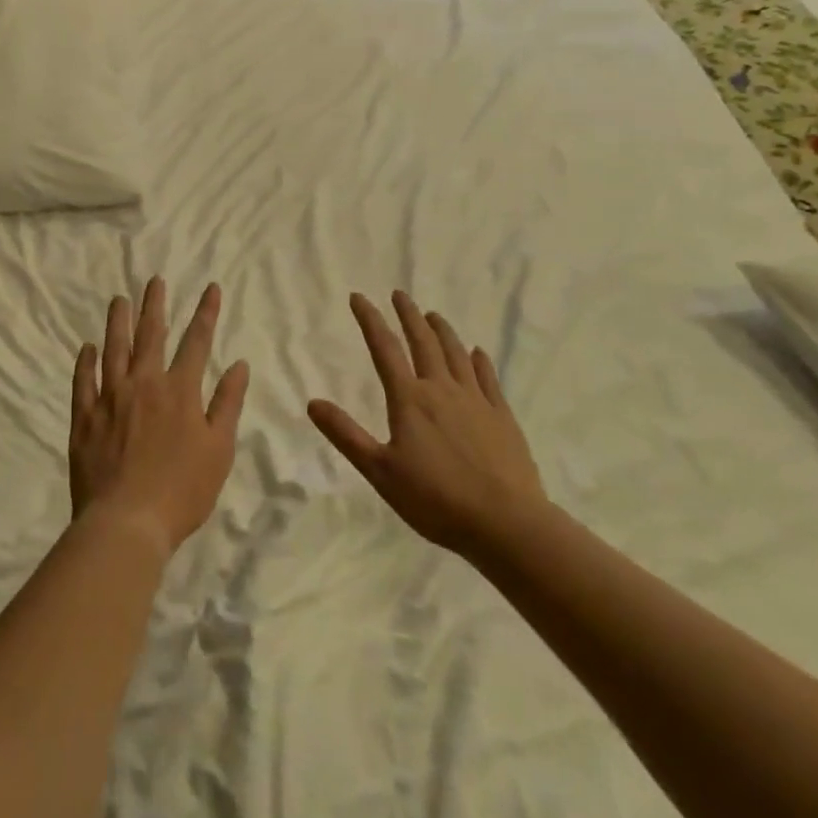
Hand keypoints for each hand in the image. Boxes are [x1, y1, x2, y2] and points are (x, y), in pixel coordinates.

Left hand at [70, 278, 249, 555]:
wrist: (126, 523)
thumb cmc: (182, 490)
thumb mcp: (219, 449)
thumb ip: (227, 403)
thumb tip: (239, 364)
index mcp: (180, 390)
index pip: (197, 341)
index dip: (206, 312)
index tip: (210, 287)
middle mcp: (144, 383)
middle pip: (151, 335)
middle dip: (156, 305)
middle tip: (154, 280)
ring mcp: (110, 397)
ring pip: (114, 349)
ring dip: (118, 322)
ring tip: (119, 300)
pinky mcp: (84, 417)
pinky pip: (83, 381)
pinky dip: (86, 362)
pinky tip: (87, 347)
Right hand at [309, 292, 546, 556]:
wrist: (505, 522)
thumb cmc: (435, 500)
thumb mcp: (380, 472)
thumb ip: (346, 435)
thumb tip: (312, 402)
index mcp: (410, 400)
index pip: (384, 349)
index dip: (370, 320)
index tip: (359, 297)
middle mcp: (442, 389)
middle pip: (423, 342)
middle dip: (408, 315)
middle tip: (400, 295)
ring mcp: (476, 400)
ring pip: (456, 354)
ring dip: (442, 331)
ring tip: (433, 315)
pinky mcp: (501, 416)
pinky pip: (488, 378)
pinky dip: (479, 361)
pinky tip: (478, 353)